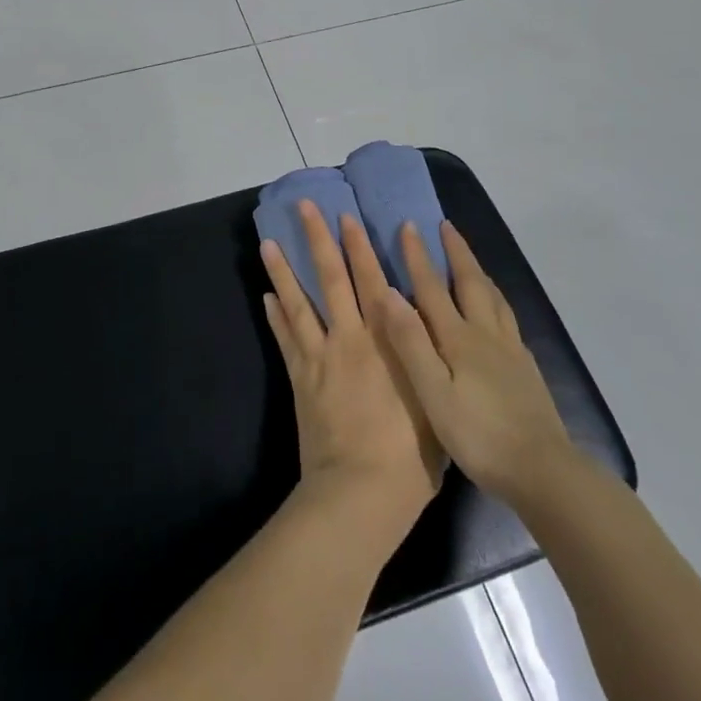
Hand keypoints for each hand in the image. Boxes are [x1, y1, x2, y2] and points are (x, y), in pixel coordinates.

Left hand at [261, 202, 443, 535]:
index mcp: (387, 342)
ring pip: (299, 302)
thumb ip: (425, 361)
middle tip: (305, 208)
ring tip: (268, 242)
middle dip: (319, 240)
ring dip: (283, 270)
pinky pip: (286, 339)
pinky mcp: (299, 378)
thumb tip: (424, 330)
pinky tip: (266, 296)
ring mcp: (320, 356)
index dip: (360, 248)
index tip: (349, 217)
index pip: (372, 282)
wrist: (361, 492)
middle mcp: (351, 338)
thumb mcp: (434, 402)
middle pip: (332, 279)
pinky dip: (275, 316)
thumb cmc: (410, 456)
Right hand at [372, 221, 578, 512]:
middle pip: (471, 283)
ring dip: (478, 271)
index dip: (419, 256)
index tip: (409, 225)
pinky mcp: (526, 368)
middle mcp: (486, 335)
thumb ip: (412, 343)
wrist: (543, 471)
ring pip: (493, 298)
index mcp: (459, 339)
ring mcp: (511, 351)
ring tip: (469, 258)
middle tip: (445, 226)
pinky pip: (507, 318)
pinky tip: (497, 310)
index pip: (433, 288)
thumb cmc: (479, 435)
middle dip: (455, 253)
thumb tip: (389, 293)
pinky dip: (496, 299)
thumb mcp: (433, 393)